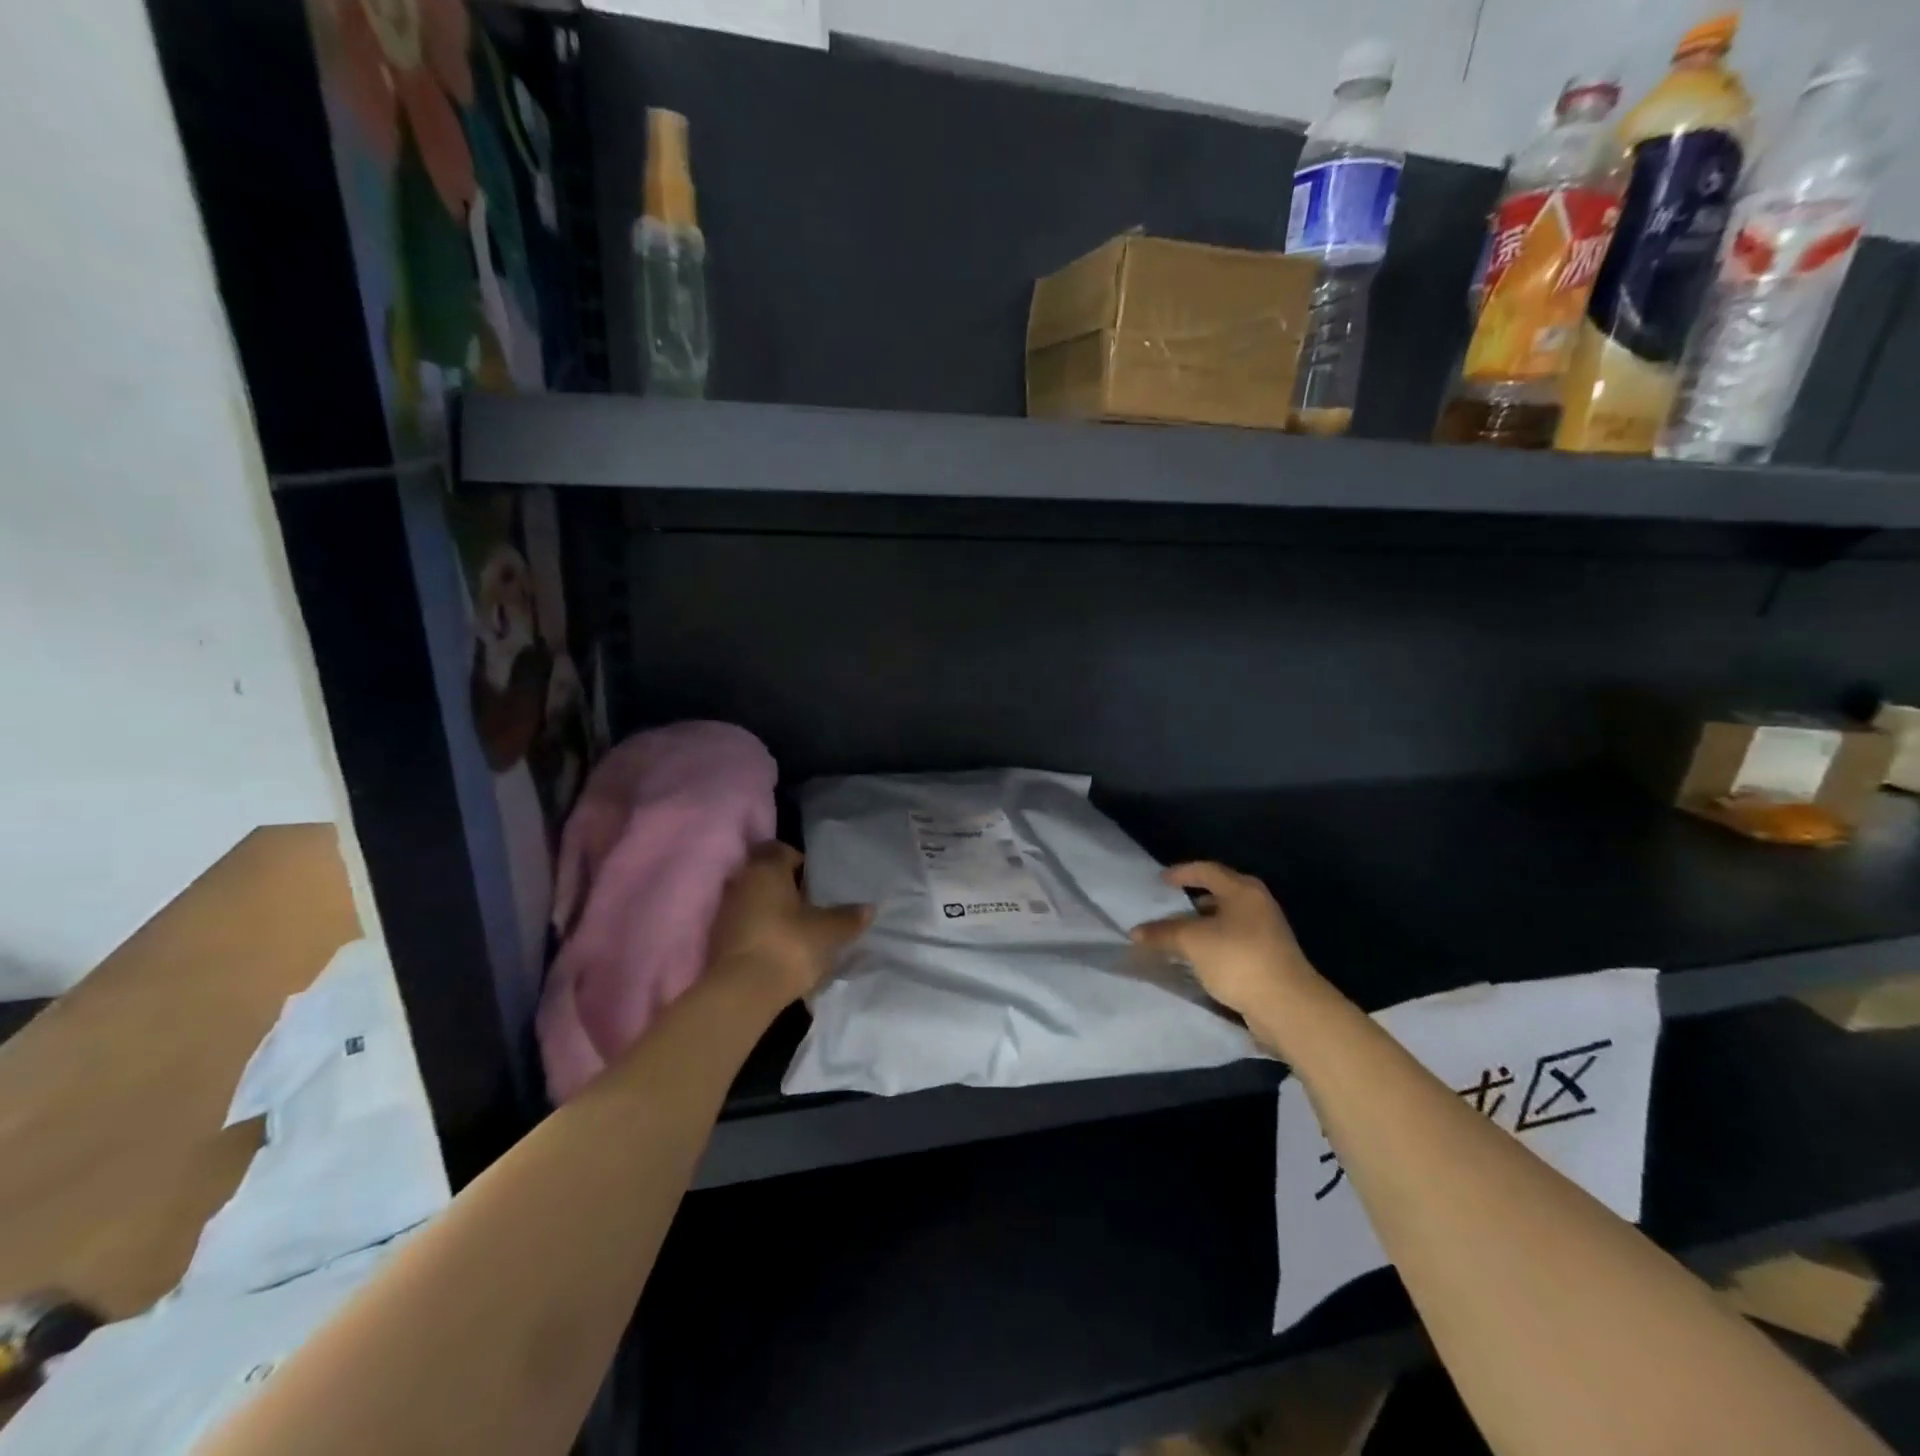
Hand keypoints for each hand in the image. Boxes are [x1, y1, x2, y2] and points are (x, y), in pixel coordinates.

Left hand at [705, 842, 871, 1003]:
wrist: (742, 992)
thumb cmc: (789, 945)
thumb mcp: (828, 932)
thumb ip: (848, 918)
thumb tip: (868, 908)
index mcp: (766, 869)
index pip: (781, 849)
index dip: (801, 862)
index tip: (817, 881)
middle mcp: (741, 881)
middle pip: (766, 875)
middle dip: (787, 887)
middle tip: (812, 904)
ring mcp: (726, 911)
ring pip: (754, 900)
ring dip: (772, 910)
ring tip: (798, 929)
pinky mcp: (718, 939)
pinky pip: (745, 924)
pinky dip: (761, 930)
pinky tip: (779, 948)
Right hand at [1131, 862, 1321, 1024]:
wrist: (1288, 1006)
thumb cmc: (1238, 959)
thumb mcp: (1193, 942)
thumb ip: (1163, 933)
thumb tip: (1135, 932)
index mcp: (1242, 890)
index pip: (1207, 870)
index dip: (1181, 873)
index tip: (1160, 881)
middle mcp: (1257, 905)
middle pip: (1219, 894)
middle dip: (1191, 901)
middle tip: (1167, 909)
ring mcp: (1266, 932)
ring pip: (1226, 920)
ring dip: (1202, 926)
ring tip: (1177, 937)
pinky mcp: (1268, 958)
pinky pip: (1232, 942)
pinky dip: (1213, 945)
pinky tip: (1198, 959)